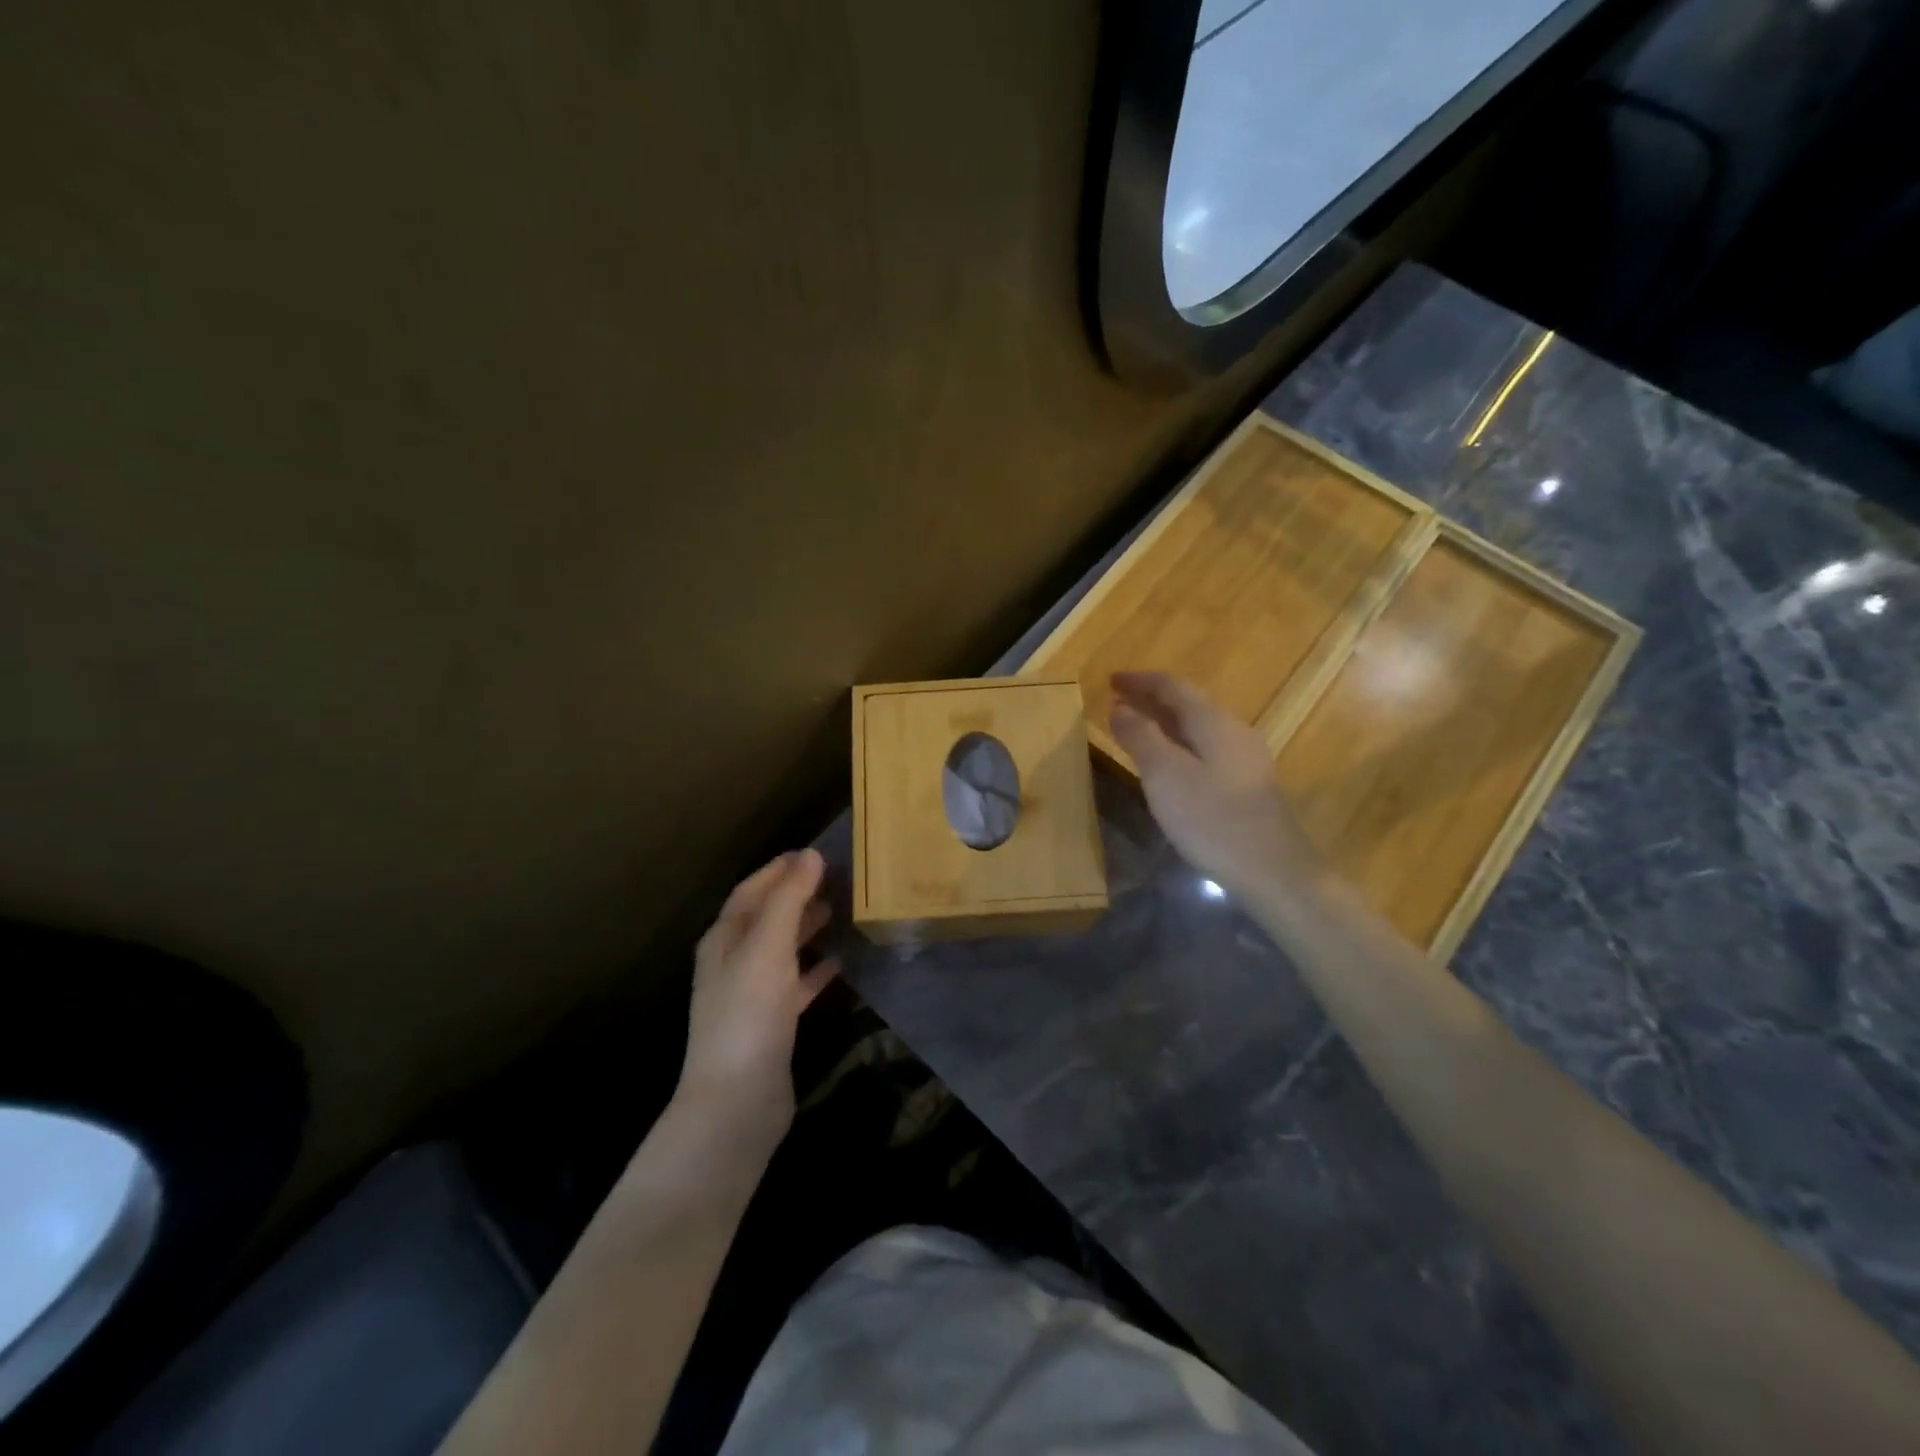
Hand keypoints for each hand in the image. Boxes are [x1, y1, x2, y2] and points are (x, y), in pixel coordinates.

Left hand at [677, 849, 839, 1148]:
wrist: (737, 1101)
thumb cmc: (749, 1014)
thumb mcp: (768, 947)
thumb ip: (789, 900)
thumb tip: (809, 855)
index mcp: (724, 939)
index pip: (751, 891)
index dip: (779, 869)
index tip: (814, 852)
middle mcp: (734, 962)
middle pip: (766, 917)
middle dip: (796, 895)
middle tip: (836, 877)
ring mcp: (752, 995)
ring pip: (782, 949)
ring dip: (807, 928)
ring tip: (841, 910)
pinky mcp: (773, 1023)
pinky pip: (797, 984)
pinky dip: (816, 969)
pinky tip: (841, 961)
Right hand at [1109, 671, 1322, 898]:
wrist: (1274, 871)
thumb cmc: (1213, 819)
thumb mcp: (1165, 776)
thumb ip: (1141, 737)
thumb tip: (1120, 706)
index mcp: (1214, 722)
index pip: (1173, 686)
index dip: (1140, 681)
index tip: (1110, 679)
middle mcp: (1234, 731)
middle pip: (1188, 704)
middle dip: (1151, 700)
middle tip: (1117, 702)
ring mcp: (1246, 758)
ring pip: (1198, 728)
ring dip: (1164, 723)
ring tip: (1135, 729)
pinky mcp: (1248, 784)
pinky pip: (1206, 749)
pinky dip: (1179, 744)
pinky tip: (1168, 764)